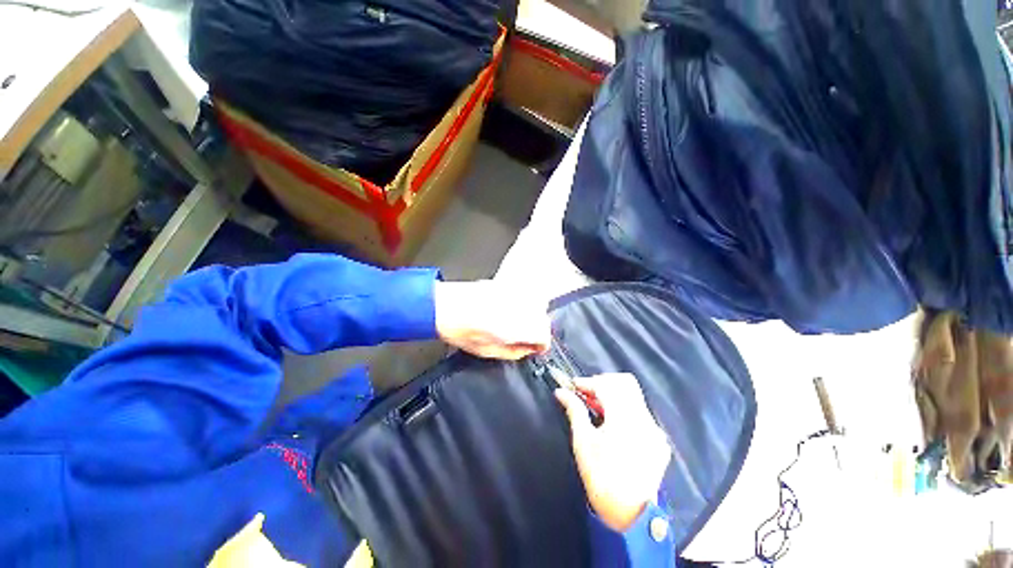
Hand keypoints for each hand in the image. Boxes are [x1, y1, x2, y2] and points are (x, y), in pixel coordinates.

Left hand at [434, 280, 550, 359]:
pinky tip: (504, 311)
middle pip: (543, 321)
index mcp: (524, 327)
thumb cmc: (464, 330)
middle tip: (521, 339)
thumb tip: (526, 350)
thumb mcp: (491, 352)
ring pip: (535, 307)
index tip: (533, 349)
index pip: (545, 337)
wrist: (446, 307)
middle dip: (536, 331)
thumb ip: (515, 352)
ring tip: (512, 325)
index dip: (540, 346)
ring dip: (529, 317)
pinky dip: (519, 306)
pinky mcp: (508, 285)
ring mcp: (517, 294)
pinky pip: (522, 297)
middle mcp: (526, 308)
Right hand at [555, 373, 670, 531]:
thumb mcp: (583, 441)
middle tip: (587, 392)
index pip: (606, 385)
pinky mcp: (659, 441)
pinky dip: (625, 409)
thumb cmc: (601, 477)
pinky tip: (612, 422)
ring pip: (634, 396)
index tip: (573, 385)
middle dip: (603, 382)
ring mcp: (655, 430)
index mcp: (624, 419)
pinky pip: (641, 413)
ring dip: (614, 394)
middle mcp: (644, 419)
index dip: (587, 381)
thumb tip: (561, 391)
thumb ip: (574, 410)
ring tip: (596, 405)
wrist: (630, 515)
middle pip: (625, 383)